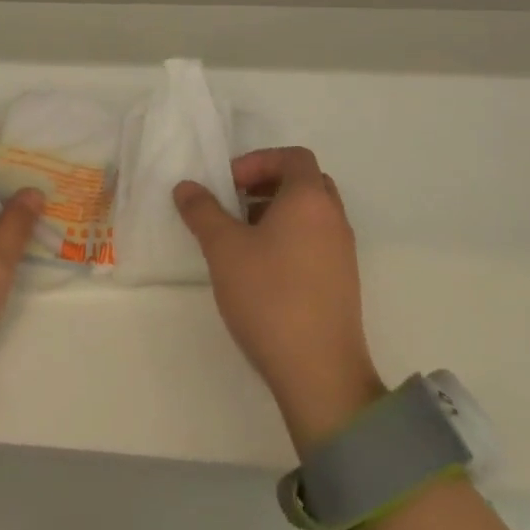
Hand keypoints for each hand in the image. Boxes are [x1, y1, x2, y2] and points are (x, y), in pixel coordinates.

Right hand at [175, 146, 384, 454]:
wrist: (320, 372)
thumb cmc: (270, 296)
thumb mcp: (224, 249)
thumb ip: (203, 212)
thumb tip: (186, 186)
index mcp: (310, 199)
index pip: (293, 157)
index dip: (259, 161)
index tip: (229, 184)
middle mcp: (333, 218)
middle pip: (306, 181)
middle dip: (268, 184)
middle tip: (236, 203)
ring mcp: (343, 251)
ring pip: (312, 213)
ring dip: (278, 212)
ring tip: (243, 237)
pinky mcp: (342, 281)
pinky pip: (317, 240)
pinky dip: (291, 238)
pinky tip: (262, 269)